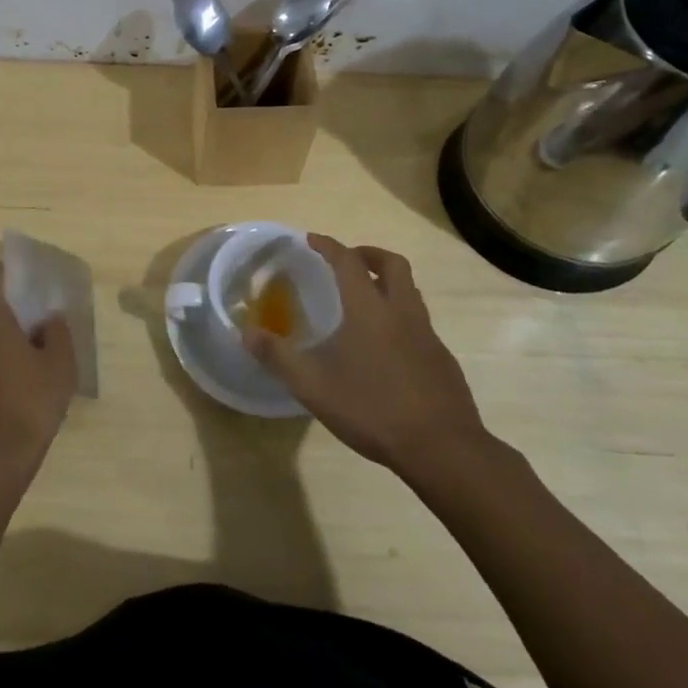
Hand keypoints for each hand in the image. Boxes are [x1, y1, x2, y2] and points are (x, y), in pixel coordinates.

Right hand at [243, 235, 491, 474]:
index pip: (348, 262)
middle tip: (347, 261)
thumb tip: (246, 333)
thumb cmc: (372, 408)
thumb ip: (278, 356)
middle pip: (392, 264)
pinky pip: (419, 322)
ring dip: (386, 283)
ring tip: (363, 301)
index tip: (312, 239)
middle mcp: (402, 312)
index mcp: (369, 310)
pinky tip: (384, 347)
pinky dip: (399, 316)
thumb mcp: (313, 386)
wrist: (442, 448)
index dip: (329, 246)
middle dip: (367, 254)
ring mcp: (428, 335)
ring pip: (410, 291)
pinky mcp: (442, 359)